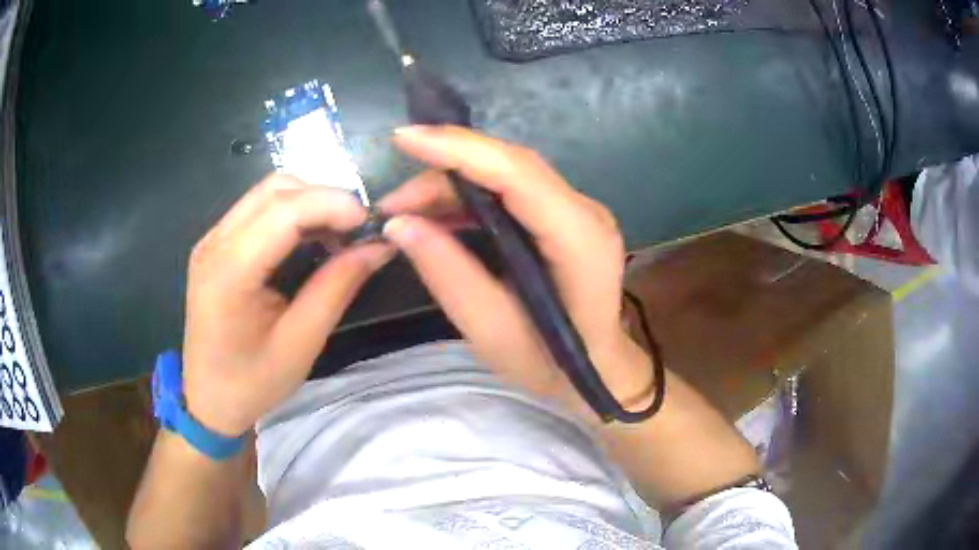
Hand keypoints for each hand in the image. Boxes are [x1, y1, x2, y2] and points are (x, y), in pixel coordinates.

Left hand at [182, 175, 392, 436]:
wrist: (208, 400)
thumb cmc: (252, 383)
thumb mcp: (301, 343)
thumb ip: (337, 287)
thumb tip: (378, 246)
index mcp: (229, 272)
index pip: (284, 211)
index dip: (332, 204)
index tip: (370, 222)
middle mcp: (214, 243)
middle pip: (276, 189)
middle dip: (324, 198)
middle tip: (356, 230)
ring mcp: (211, 240)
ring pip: (267, 192)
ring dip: (309, 202)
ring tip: (337, 235)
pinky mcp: (215, 245)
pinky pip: (257, 209)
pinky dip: (291, 213)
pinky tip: (309, 239)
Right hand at [380, 126, 653, 420]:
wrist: (595, 371)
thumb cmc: (550, 363)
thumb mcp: (492, 332)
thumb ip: (448, 274)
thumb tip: (400, 224)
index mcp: (580, 239)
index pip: (517, 174)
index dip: (459, 148)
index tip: (404, 139)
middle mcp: (585, 211)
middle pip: (509, 166)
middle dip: (444, 170)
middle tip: (393, 203)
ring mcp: (578, 210)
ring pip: (506, 174)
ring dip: (452, 185)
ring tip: (405, 214)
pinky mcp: (564, 217)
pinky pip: (511, 191)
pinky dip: (468, 198)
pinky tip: (437, 217)